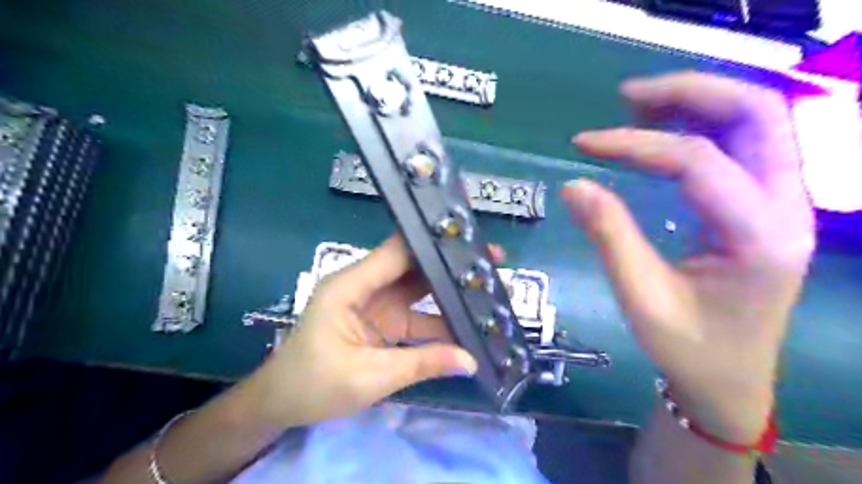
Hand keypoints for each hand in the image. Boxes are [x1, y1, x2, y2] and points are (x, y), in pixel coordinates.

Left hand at [250, 237, 478, 428]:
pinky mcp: (383, 322)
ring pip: (419, 289)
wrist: (282, 404)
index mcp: (351, 285)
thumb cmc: (314, 384)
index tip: (468, 240)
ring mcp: (376, 304)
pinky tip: (467, 324)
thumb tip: (471, 359)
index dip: (432, 243)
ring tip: (488, 291)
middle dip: (450, 265)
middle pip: (413, 266)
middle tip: (491, 263)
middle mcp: (365, 286)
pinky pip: (417, 315)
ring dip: (450, 292)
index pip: (397, 252)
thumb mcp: (370, 376)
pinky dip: (440, 319)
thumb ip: (422, 363)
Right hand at [559, 71, 816, 441]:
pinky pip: (742, 145)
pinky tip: (661, 131)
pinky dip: (701, 125)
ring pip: (756, 121)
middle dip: (689, 92)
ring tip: (638, 106)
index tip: (585, 143)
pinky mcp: (764, 206)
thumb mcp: (641, 297)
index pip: (697, 162)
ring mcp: (783, 203)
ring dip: (698, 102)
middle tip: (627, 97)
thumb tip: (574, 185)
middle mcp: (787, 208)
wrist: (731, 380)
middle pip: (756, 114)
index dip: (635, 144)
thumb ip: (610, 236)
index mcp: (759, 238)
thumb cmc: (688, 348)